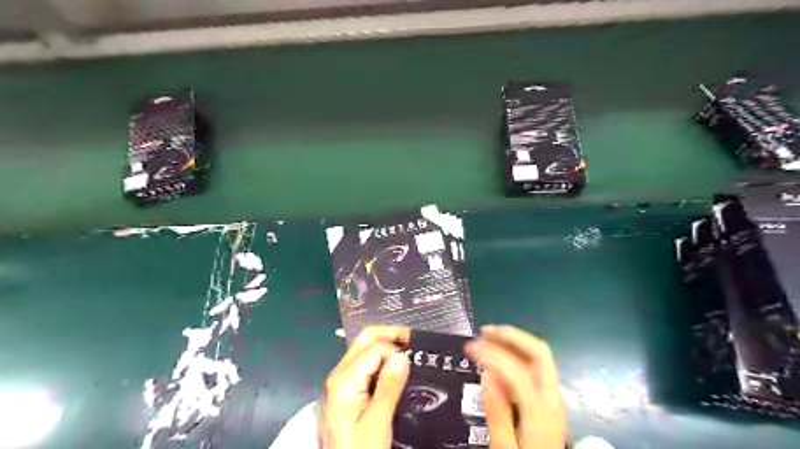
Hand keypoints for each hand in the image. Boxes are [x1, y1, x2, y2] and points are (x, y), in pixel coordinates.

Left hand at [321, 327, 407, 448]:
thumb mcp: (377, 423)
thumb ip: (388, 387)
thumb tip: (403, 355)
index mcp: (344, 379)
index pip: (375, 347)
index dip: (396, 350)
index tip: (416, 360)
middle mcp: (339, 373)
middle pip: (365, 339)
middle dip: (391, 335)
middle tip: (415, 342)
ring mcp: (341, 380)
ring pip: (365, 348)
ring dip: (387, 345)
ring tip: (410, 353)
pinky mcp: (346, 389)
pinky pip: (365, 363)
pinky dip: (382, 359)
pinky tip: (395, 368)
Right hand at [466, 326, 564, 448]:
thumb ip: (497, 414)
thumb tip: (486, 376)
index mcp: (540, 411)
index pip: (517, 370)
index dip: (492, 354)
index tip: (470, 347)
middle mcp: (553, 397)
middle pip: (538, 352)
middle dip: (510, 336)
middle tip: (484, 331)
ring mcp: (554, 396)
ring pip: (539, 355)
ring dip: (513, 341)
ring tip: (488, 337)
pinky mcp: (550, 399)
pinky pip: (536, 366)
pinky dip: (517, 353)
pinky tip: (500, 356)